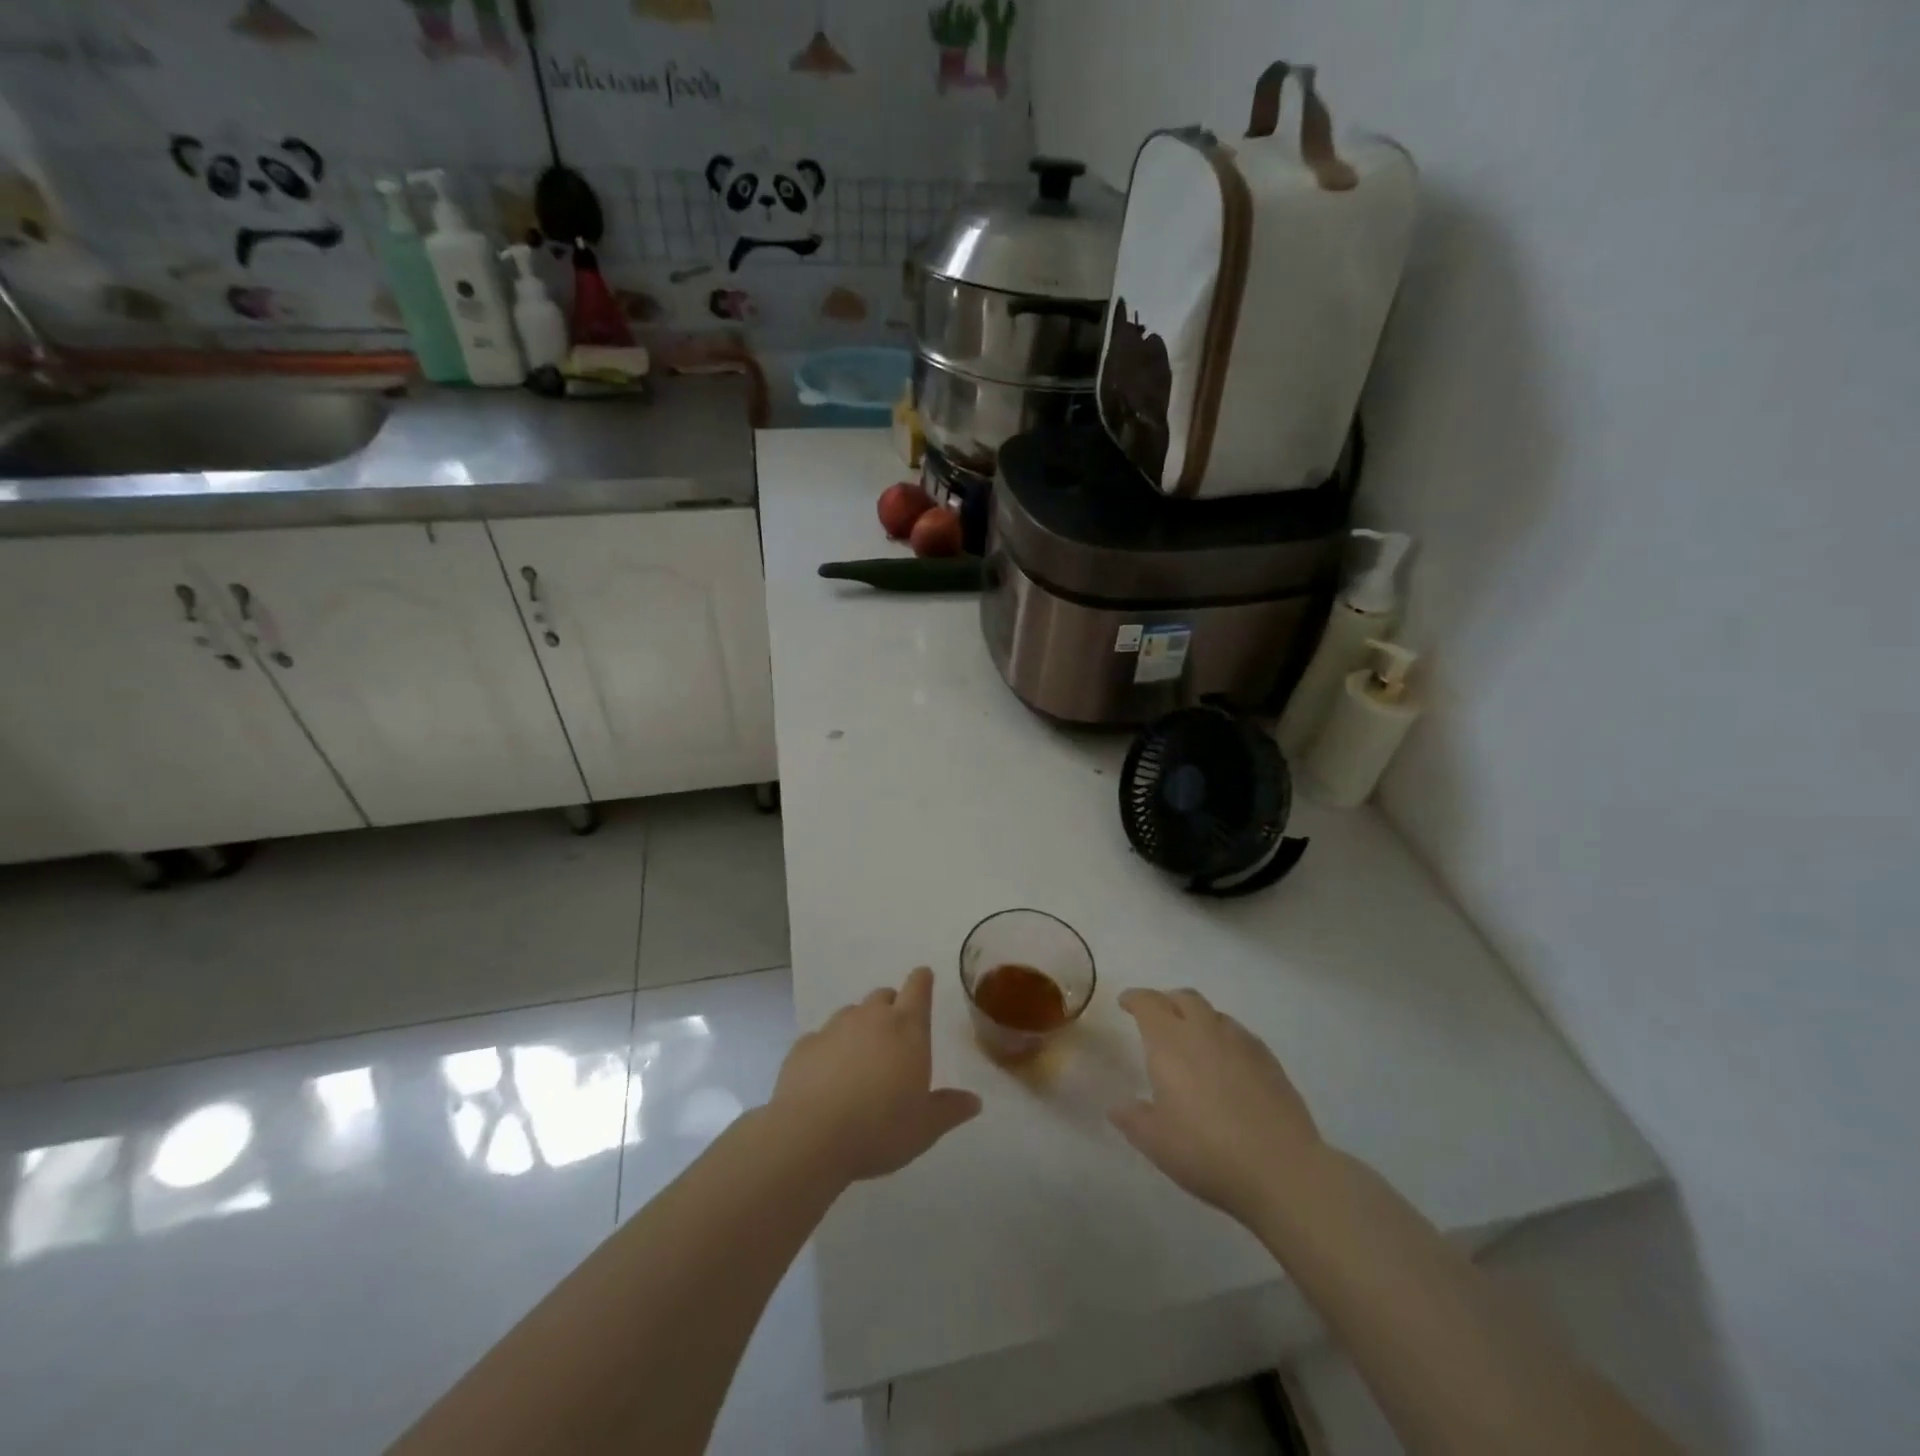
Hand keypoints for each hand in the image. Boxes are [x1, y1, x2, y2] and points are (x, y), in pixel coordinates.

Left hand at [770, 966, 981, 1182]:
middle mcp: (871, 1017)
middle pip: (884, 995)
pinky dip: (829, 1049)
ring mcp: (834, 1028)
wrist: (810, 1136)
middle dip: (892, 1007)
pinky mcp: (803, 1045)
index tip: (924, 979)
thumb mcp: (925, 1128)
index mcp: (907, 1028)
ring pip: (852, 1013)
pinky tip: (827, 1076)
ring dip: (860, 1027)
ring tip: (861, 1060)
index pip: (918, 988)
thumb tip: (975, 1101)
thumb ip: (950, 1109)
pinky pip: (821, 1038)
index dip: (922, 981)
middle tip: (895, 1036)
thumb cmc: (879, 1129)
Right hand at [1110, 988, 1325, 1223]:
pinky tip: (1227, 1064)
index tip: (1126, 1003)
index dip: (1135, 999)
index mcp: (1170, 1041)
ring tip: (1193, 1042)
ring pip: (1214, 1014)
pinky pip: (1240, 1035)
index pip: (1148, 1003)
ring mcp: (1241, 1042)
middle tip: (1158, 1019)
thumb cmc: (1206, 1151)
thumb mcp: (1155, 1141)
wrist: (1281, 1169)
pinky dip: (1225, 1038)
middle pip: (1184, 998)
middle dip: (1167, 1001)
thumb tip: (1117, 1106)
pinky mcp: (1269, 1060)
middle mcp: (1204, 1030)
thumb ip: (1132, 1118)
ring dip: (1198, 1019)